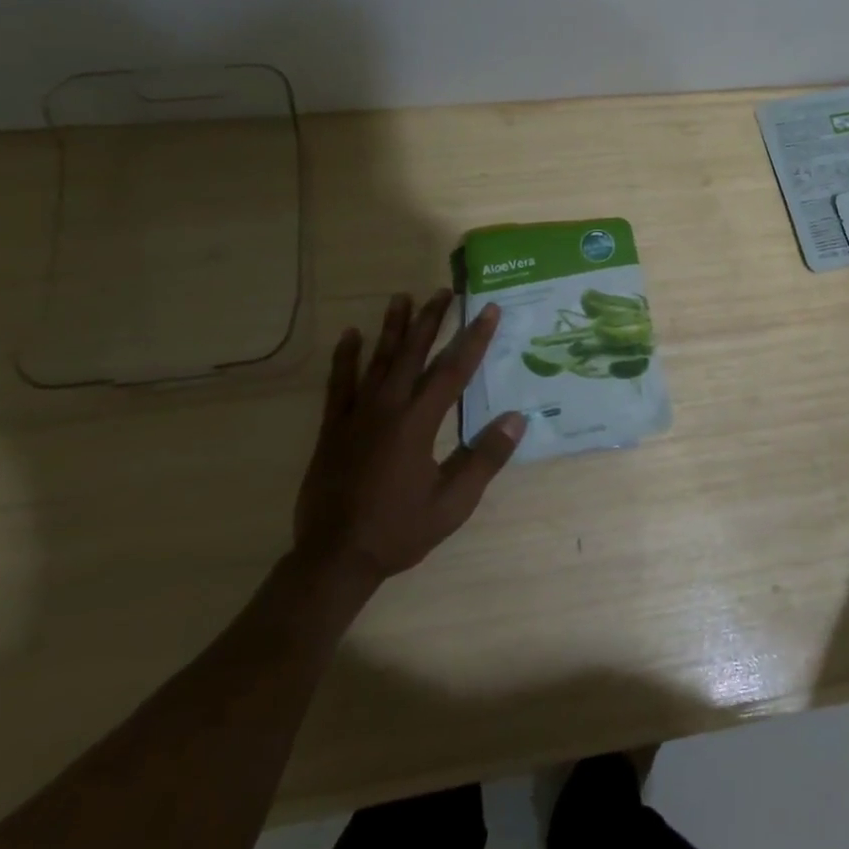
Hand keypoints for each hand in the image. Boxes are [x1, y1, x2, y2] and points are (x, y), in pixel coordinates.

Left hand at [293, 291, 526, 590]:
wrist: (335, 558)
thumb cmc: (399, 530)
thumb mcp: (453, 502)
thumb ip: (485, 458)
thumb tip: (517, 418)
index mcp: (418, 422)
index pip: (453, 370)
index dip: (474, 338)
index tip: (489, 309)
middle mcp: (387, 408)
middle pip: (413, 353)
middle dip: (431, 320)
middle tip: (443, 291)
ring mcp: (355, 415)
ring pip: (377, 360)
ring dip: (392, 328)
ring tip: (401, 297)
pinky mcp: (332, 428)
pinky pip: (338, 384)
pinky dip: (345, 357)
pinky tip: (350, 335)